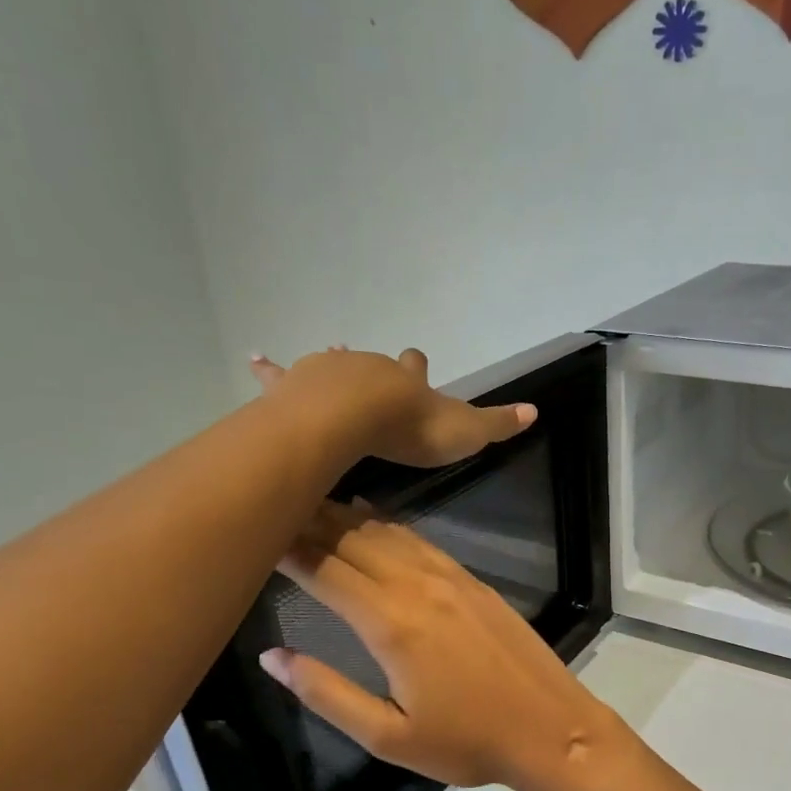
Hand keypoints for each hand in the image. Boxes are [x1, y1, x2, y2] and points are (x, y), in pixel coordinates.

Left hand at [251, 347, 534, 468]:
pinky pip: (279, 375)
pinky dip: (268, 368)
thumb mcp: (464, 431)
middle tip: (371, 374)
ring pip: (332, 364)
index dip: (417, 367)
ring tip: (327, 360)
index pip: (415, 367)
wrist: (355, 417)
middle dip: (375, 368)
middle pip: (374, 363)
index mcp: (406, 380)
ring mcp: (331, 372)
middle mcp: (370, 368)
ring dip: (332, 365)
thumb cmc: (411, 427)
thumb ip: (497, 424)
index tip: (417, 362)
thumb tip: (536, 411)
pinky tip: (254, 359)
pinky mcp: (297, 385)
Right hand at [258, 501, 627, 790]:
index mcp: (391, 623)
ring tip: (308, 503)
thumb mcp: (387, 736)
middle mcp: (418, 586)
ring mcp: (451, 578)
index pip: (324, 569)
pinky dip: (388, 525)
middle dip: (309, 521)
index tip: (252, 531)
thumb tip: (272, 657)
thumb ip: (326, 693)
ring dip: (346, 516)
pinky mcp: (474, 581)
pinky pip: (421, 541)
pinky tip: (372, 519)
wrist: (551, 727)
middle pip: (352, 539)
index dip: (286, 546)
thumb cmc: (467, 742)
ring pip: (387, 533)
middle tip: (270, 508)